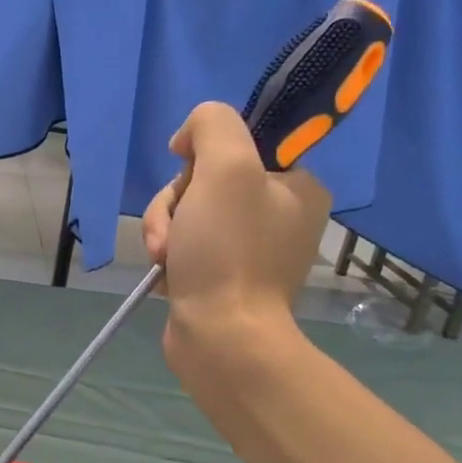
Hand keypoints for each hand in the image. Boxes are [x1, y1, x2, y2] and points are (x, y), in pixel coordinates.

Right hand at [142, 102, 330, 377]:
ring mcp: (250, 249)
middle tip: (174, 229)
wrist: (222, 339)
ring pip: (188, 212)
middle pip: (206, 180)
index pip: (240, 144)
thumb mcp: (226, 166)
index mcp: (298, 185)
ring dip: (165, 228)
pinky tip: (167, 273)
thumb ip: (212, 124)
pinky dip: (170, 255)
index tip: (190, 174)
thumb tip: (188, 139)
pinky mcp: (223, 277)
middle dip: (175, 201)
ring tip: (163, 256)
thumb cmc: (229, 250)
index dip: (204, 154)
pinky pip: (186, 245)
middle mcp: (280, 215)